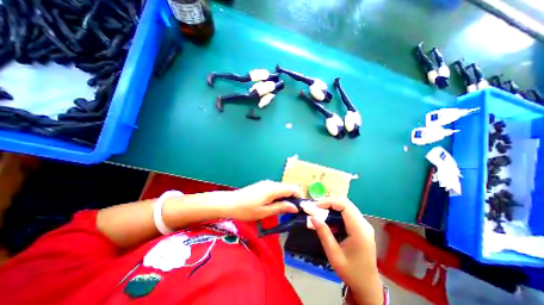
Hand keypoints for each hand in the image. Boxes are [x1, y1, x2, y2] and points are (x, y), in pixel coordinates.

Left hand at [222, 182, 305, 220]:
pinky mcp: (263, 185)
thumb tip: (295, 207)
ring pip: (282, 188)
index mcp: (273, 189)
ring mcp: (266, 183)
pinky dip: (280, 195)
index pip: (292, 188)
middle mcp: (271, 183)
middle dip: (294, 197)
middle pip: (288, 187)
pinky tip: (276, 204)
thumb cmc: (247, 210)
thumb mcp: (265, 212)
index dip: (300, 196)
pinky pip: (276, 189)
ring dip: (287, 197)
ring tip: (286, 209)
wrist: (230, 203)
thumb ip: (281, 207)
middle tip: (294, 211)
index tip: (302, 207)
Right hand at [310, 197, 381, 304]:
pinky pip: (347, 213)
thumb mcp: (334, 255)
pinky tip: (329, 220)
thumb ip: (324, 234)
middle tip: (315, 208)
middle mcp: (364, 224)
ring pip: (346, 206)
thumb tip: (312, 217)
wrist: (368, 286)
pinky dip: (336, 212)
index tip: (315, 206)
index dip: (329, 202)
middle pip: (346, 203)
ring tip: (320, 212)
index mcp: (359, 230)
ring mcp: (364, 225)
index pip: (345, 205)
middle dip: (329, 202)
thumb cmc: (351, 272)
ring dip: (332, 207)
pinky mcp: (361, 227)